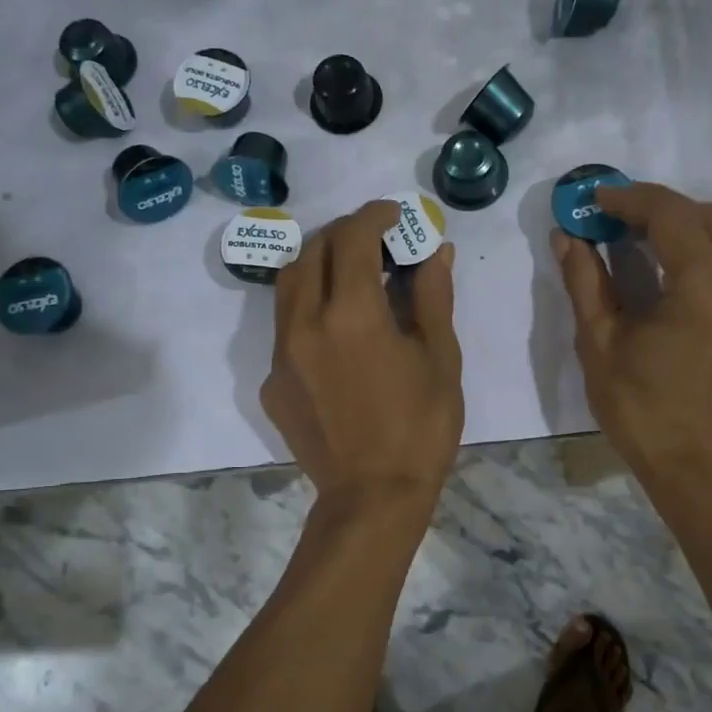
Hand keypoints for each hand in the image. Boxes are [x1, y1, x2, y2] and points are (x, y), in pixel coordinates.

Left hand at [262, 200, 463, 508]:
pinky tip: (336, 331)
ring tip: (349, 273)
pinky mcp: (271, 382)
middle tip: (374, 240)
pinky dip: (309, 309)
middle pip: (312, 251)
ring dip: (317, 264)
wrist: (372, 497)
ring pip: (288, 285)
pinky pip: (284, 327)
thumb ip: (432, 296)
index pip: (353, 237)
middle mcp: (305, 323)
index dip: (374, 216)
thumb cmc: (420, 427)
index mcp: (351, 313)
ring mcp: (280, 353)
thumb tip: (435, 251)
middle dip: (344, 233)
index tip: (394, 215)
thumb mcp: (440, 358)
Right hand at [552, 183, 711, 481]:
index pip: (670, 214)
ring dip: (703, 219)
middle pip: (704, 216)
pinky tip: (699, 270)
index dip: (629, 199)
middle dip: (657, 208)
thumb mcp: (600, 343)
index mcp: (705, 285)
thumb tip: (566, 236)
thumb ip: (585, 281)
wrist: (700, 466)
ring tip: (665, 236)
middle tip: (617, 219)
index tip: (596, 200)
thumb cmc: (642, 410)